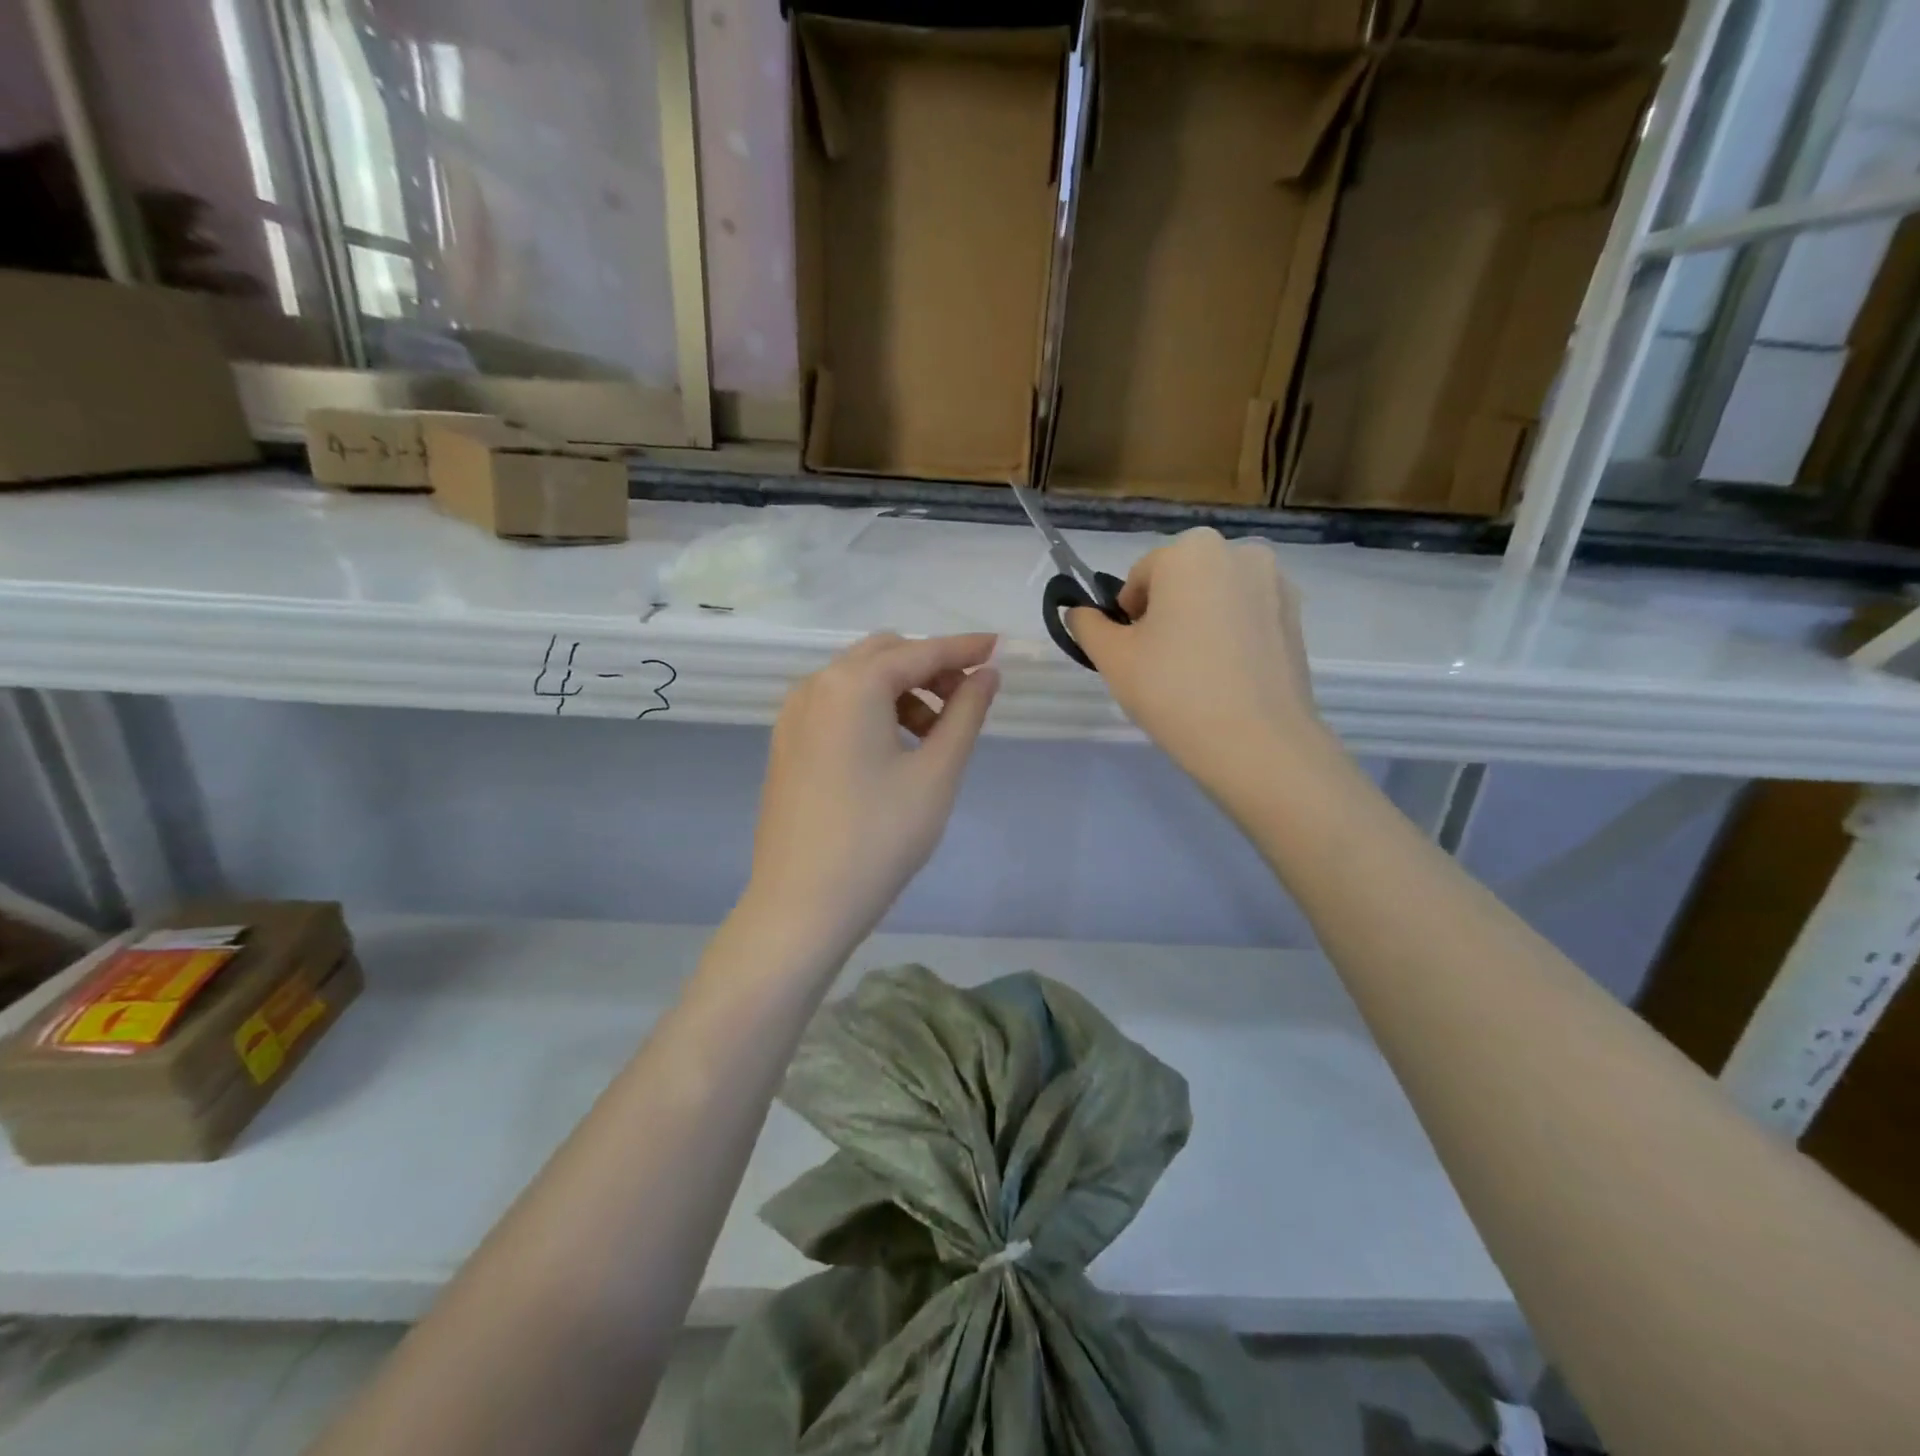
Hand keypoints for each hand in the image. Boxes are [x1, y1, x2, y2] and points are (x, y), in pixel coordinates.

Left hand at [745, 633, 999, 952]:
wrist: (802, 905)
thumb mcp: (936, 773)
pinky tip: (895, 749)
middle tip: (967, 700)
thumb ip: (966, 714)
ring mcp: (793, 715)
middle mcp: (815, 686)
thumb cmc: (879, 837)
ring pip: (858, 680)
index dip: (963, 648)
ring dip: (902, 691)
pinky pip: (836, 706)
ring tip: (935, 735)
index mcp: (851, 685)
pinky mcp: (786, 744)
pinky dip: (872, 710)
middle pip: (884, 656)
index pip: (920, 652)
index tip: (999, 647)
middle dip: (930, 668)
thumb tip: (987, 675)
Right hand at [1068, 528, 1324, 787]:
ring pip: (1216, 597)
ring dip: (1199, 622)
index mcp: (1191, 551)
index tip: (1133, 653)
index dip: (1128, 616)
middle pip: (1182, 580)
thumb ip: (1088, 625)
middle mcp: (1239, 552)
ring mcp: (1275, 582)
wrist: (1256, 743)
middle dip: (1166, 613)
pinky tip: (1226, 677)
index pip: (1141, 576)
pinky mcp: (1297, 616)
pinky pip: (1247, 616)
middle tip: (1160, 664)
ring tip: (1196, 673)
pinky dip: (1231, 635)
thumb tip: (1079, 612)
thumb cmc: (1173, 690)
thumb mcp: (1113, 658)